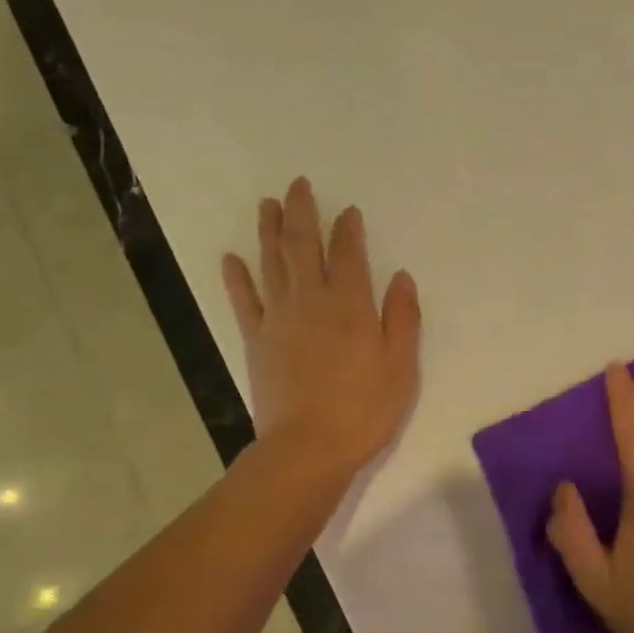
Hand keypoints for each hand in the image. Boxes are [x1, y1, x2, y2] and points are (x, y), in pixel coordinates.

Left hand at [221, 177, 420, 476]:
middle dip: (302, 213)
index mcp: (351, 306)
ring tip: (268, 205)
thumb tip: (401, 277)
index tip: (348, 211)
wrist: (309, 447)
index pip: (349, 254)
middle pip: (303, 246)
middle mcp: (312, 301)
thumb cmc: (364, 410)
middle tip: (298, 185)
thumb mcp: (401, 367)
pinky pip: (244, 301)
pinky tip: (231, 258)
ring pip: (271, 264)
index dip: (348, 228)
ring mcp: (278, 319)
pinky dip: (237, 278)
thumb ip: (403, 319)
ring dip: (269, 231)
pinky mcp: (257, 341)